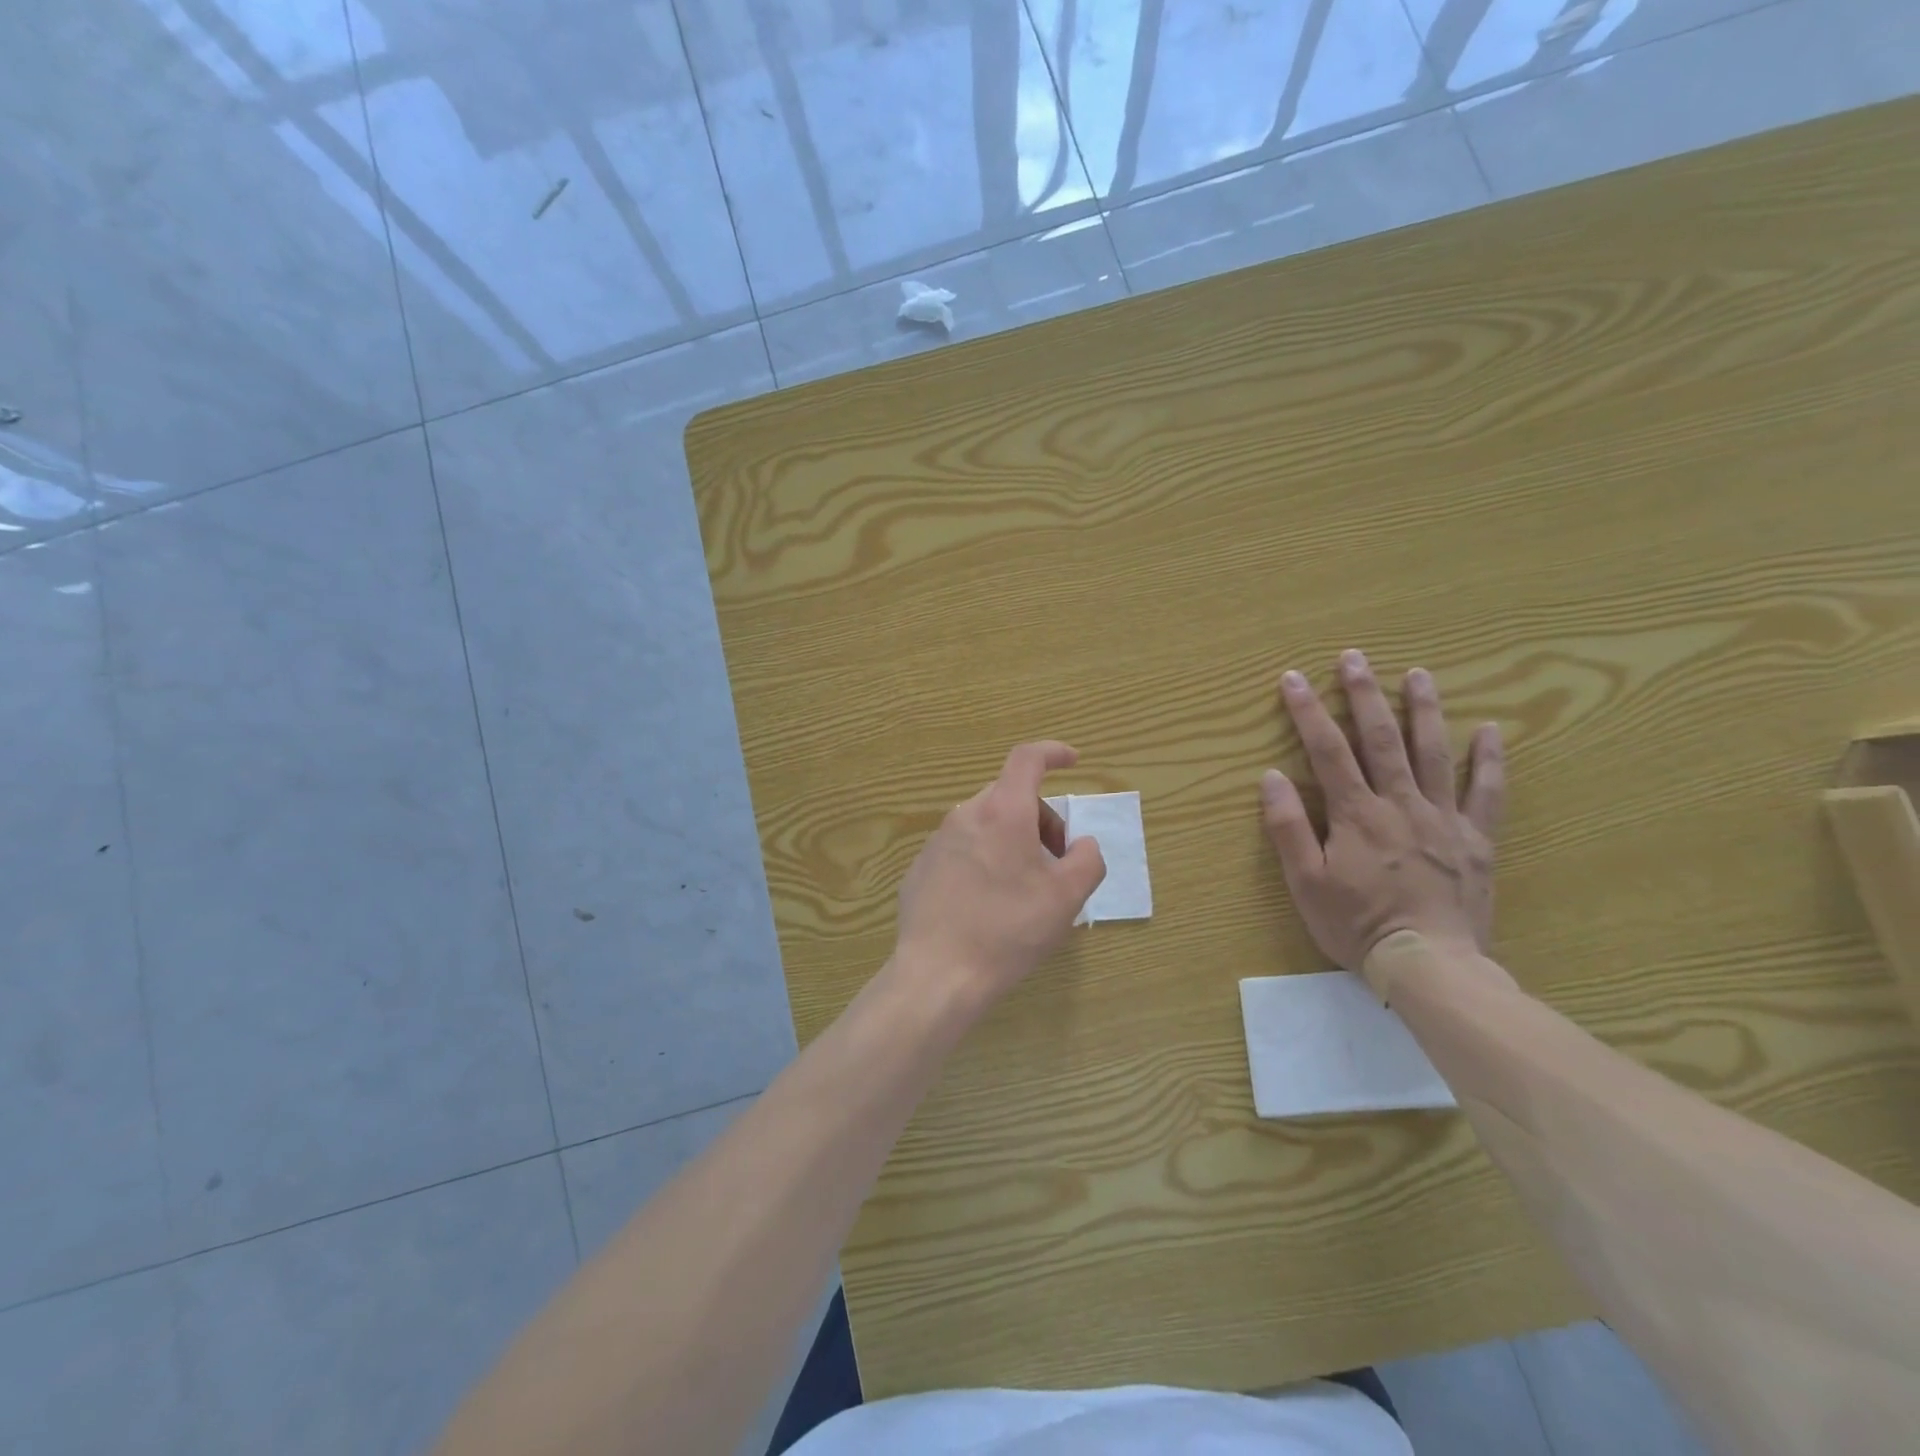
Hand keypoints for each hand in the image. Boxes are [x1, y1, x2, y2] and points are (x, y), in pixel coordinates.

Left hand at [895, 741, 1106, 1009]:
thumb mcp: (1067, 898)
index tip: (1072, 761)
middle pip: (1010, 798)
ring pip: (985, 825)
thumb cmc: (1009, 930)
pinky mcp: (920, 868)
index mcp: (1003, 812)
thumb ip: (1087, 860)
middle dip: (1040, 820)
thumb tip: (1081, 845)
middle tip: (1056, 862)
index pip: (1027, 759)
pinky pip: (961, 851)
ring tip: (1021, 891)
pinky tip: (986, 907)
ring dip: (1011, 842)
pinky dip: (983, 862)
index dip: (1053, 752)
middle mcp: (965, 816)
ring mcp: (937, 842)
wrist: (938, 974)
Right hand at [1260, 651, 1504, 981]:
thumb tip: (1270, 777)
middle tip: (1354, 657)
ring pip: (1432, 753)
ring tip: (1417, 674)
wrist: (1430, 964)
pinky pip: (1486, 792)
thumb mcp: (1306, 882)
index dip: (1308, 712)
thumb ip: (1289, 828)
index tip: (1293, 678)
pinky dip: (1489, 759)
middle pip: (1381, 739)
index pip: (1327, 750)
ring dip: (1423, 710)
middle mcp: (1400, 804)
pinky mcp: (1475, 839)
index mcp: (1356, 814)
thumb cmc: (1357, 925)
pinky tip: (1490, 730)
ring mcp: (1443, 818)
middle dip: (1363, 695)